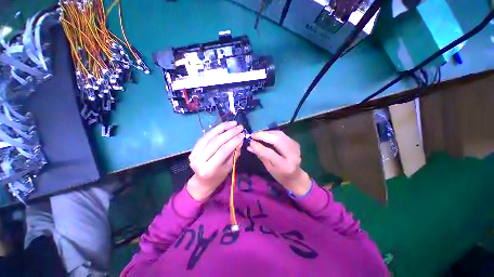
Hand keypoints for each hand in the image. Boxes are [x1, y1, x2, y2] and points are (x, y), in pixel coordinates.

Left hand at [187, 121, 243, 200]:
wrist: (202, 181)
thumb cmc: (218, 176)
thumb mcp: (229, 167)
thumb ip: (234, 153)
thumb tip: (240, 139)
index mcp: (209, 169)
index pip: (223, 150)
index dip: (234, 141)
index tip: (243, 134)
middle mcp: (199, 160)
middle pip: (216, 142)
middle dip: (230, 132)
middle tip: (240, 127)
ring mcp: (194, 153)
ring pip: (210, 136)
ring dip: (223, 127)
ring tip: (233, 123)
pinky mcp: (193, 148)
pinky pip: (206, 136)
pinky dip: (216, 129)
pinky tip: (224, 126)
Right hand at [247, 130, 310, 195]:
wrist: (296, 176)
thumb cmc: (280, 175)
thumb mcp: (269, 168)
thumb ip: (260, 156)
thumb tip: (250, 146)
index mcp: (284, 166)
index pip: (270, 153)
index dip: (259, 146)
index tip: (250, 142)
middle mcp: (292, 155)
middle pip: (277, 140)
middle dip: (263, 135)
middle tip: (253, 135)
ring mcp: (295, 147)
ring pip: (279, 134)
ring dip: (267, 132)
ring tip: (257, 134)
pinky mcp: (295, 142)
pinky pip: (282, 134)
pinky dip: (272, 133)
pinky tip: (265, 134)